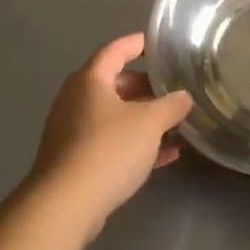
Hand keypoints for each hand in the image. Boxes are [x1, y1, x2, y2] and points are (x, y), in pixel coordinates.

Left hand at [28, 33, 192, 241]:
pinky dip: (136, 143)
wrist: (65, 205)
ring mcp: (74, 131)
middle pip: (116, 84)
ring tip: (178, 122)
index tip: (159, 43)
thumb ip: (171, 105)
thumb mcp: (149, 123)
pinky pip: (112, 142)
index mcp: (90, 81)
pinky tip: (166, 155)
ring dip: (145, 118)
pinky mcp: (76, 160)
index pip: (116, 50)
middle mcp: (77, 100)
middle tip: (176, 89)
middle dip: (148, 87)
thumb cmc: (108, 150)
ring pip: (116, 116)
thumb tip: (184, 97)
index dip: (138, 44)